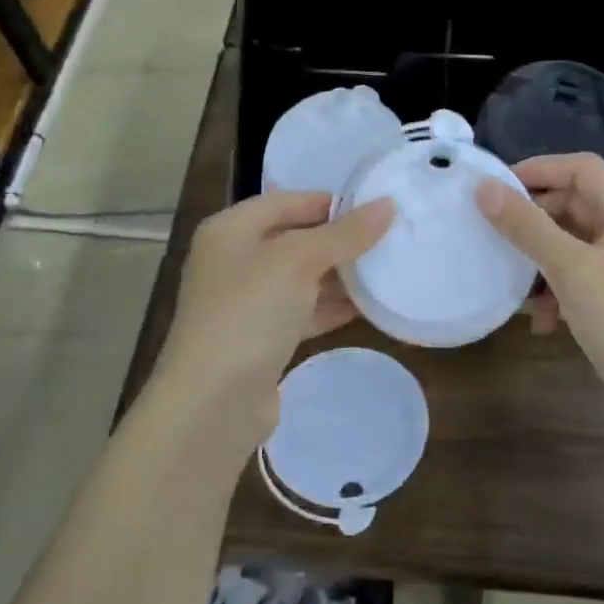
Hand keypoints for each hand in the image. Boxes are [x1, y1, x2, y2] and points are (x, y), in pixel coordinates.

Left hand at [151, 191, 393, 456]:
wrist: (213, 402)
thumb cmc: (249, 313)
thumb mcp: (299, 261)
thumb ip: (344, 234)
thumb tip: (387, 205)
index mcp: (231, 230)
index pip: (287, 201)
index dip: (331, 202)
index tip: (376, 208)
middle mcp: (234, 260)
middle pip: (295, 238)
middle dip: (340, 239)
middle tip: (390, 237)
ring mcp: (246, 302)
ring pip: (301, 277)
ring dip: (340, 275)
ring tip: (388, 269)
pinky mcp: (260, 339)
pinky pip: (302, 311)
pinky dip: (331, 307)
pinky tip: (369, 307)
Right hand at [476, 154, 603, 424]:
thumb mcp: (571, 269)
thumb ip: (526, 226)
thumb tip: (484, 189)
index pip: (581, 168)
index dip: (537, 170)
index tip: (494, 186)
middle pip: (575, 203)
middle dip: (534, 220)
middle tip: (493, 232)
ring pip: (573, 242)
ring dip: (541, 260)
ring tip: (513, 280)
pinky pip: (581, 274)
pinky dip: (558, 289)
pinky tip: (542, 321)